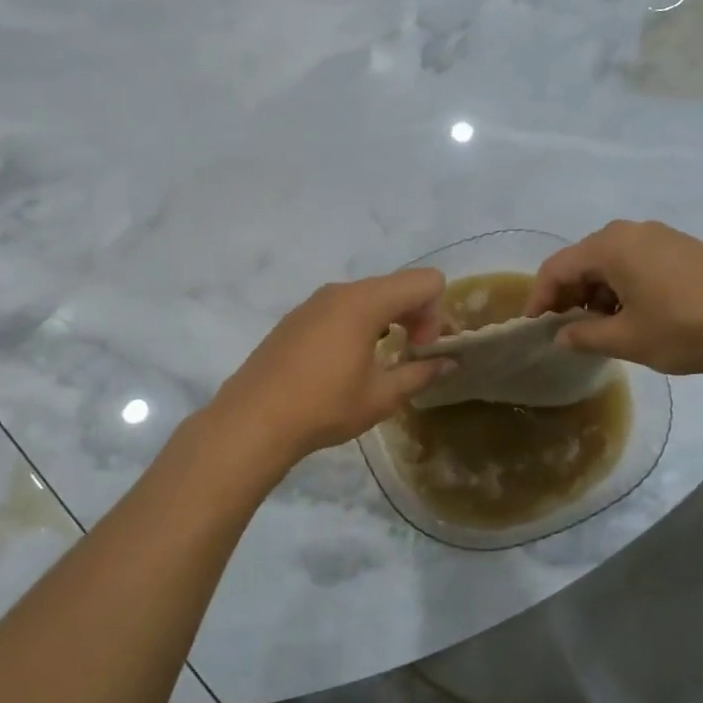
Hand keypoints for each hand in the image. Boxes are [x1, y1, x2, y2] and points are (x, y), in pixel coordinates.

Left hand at [209, 269, 453, 467]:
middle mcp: (340, 292)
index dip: (436, 313)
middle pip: (397, 285)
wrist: (253, 421)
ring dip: (388, 320)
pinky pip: (341, 308)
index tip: (421, 349)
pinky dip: (360, 324)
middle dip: (415, 315)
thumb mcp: (382, 396)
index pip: (425, 281)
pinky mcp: (296, 318)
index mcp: (365, 302)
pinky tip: (347, 363)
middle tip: (411, 355)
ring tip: (381, 361)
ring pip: (368, 296)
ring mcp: (314, 303)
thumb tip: (449, 363)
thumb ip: (421, 373)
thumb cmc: (324, 406)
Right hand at [527, 220, 702, 376]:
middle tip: (566, 329)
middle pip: (582, 260)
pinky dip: (622, 285)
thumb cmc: (687, 327)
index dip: (540, 298)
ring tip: (602, 327)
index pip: (557, 267)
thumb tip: (561, 336)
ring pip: (611, 261)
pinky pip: (636, 261)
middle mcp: (631, 231)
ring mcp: (660, 236)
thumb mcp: (629, 339)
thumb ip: (586, 336)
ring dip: (596, 292)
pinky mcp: (682, 247)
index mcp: (610, 246)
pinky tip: (634, 313)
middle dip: (568, 294)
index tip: (535, 328)